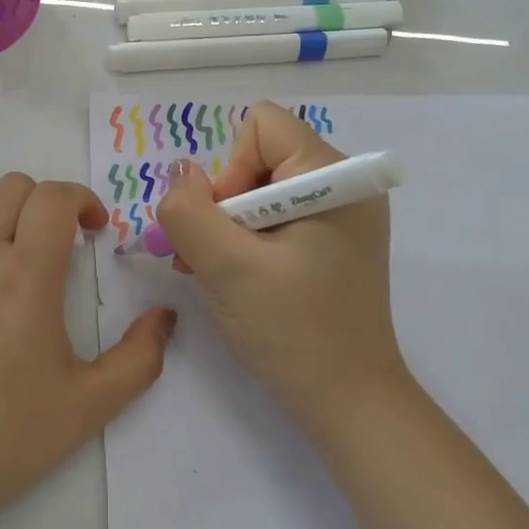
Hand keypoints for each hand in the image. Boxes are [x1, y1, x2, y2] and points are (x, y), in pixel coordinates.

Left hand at [0, 174, 175, 528]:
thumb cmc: (7, 437)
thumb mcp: (93, 404)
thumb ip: (141, 356)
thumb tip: (165, 316)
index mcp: (26, 274)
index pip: (54, 197)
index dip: (82, 200)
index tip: (92, 233)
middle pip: (12, 187)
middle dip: (43, 203)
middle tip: (53, 244)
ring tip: (0, 243)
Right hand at [156, 102, 410, 434]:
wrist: (348, 402)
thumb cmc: (293, 330)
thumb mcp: (227, 267)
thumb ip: (189, 211)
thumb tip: (180, 176)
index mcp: (337, 177)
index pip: (263, 127)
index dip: (231, 170)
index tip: (231, 227)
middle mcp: (346, 186)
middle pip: (259, 158)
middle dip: (225, 204)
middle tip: (214, 257)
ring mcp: (342, 217)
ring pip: (260, 190)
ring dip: (228, 227)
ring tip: (217, 272)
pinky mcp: (332, 244)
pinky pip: (275, 218)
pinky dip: (247, 241)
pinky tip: (236, 278)